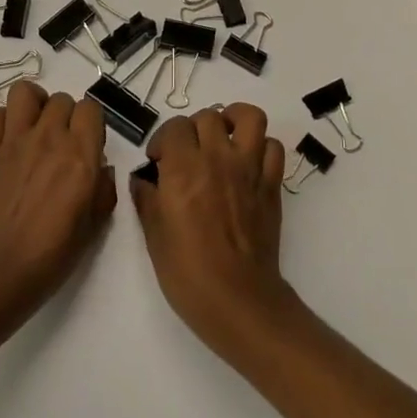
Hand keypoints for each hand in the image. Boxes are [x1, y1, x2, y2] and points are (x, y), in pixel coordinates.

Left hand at [0, 81, 116, 328]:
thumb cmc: (50, 256)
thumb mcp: (93, 227)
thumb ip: (103, 190)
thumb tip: (100, 168)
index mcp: (80, 156)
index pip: (91, 108)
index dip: (91, 124)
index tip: (87, 145)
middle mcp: (49, 138)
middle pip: (62, 99)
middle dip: (66, 116)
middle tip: (61, 144)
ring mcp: (14, 141)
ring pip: (25, 92)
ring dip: (33, 105)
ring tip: (34, 127)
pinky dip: (0, 122)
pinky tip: (6, 141)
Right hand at [131, 104, 293, 356]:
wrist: (237, 300)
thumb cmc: (187, 272)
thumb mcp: (153, 236)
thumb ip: (146, 199)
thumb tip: (142, 180)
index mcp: (184, 168)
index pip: (174, 127)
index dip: (163, 140)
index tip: (158, 161)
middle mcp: (218, 158)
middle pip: (207, 117)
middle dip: (193, 130)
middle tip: (188, 154)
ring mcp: (249, 168)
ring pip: (249, 117)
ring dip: (233, 120)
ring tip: (222, 137)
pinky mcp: (271, 184)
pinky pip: (273, 147)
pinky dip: (262, 147)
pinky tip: (248, 162)